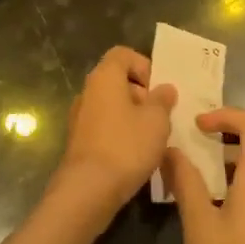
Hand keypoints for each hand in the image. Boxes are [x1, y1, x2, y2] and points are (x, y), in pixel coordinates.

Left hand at [45, 46, 176, 234]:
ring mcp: (80, 117)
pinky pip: (105, 126)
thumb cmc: (126, 145)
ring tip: (153, 137)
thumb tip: (164, 89)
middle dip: (142, 94)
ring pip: (112, 106)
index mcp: (104, 78)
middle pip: (117, 80)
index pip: (122, 54)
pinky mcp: (79, 141)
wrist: (88, 189)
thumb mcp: (156, 120)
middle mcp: (88, 92)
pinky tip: (136, 154)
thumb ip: (162, 100)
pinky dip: (121, 133)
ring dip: (133, 116)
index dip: (143, 65)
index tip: (158, 89)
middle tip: (161, 115)